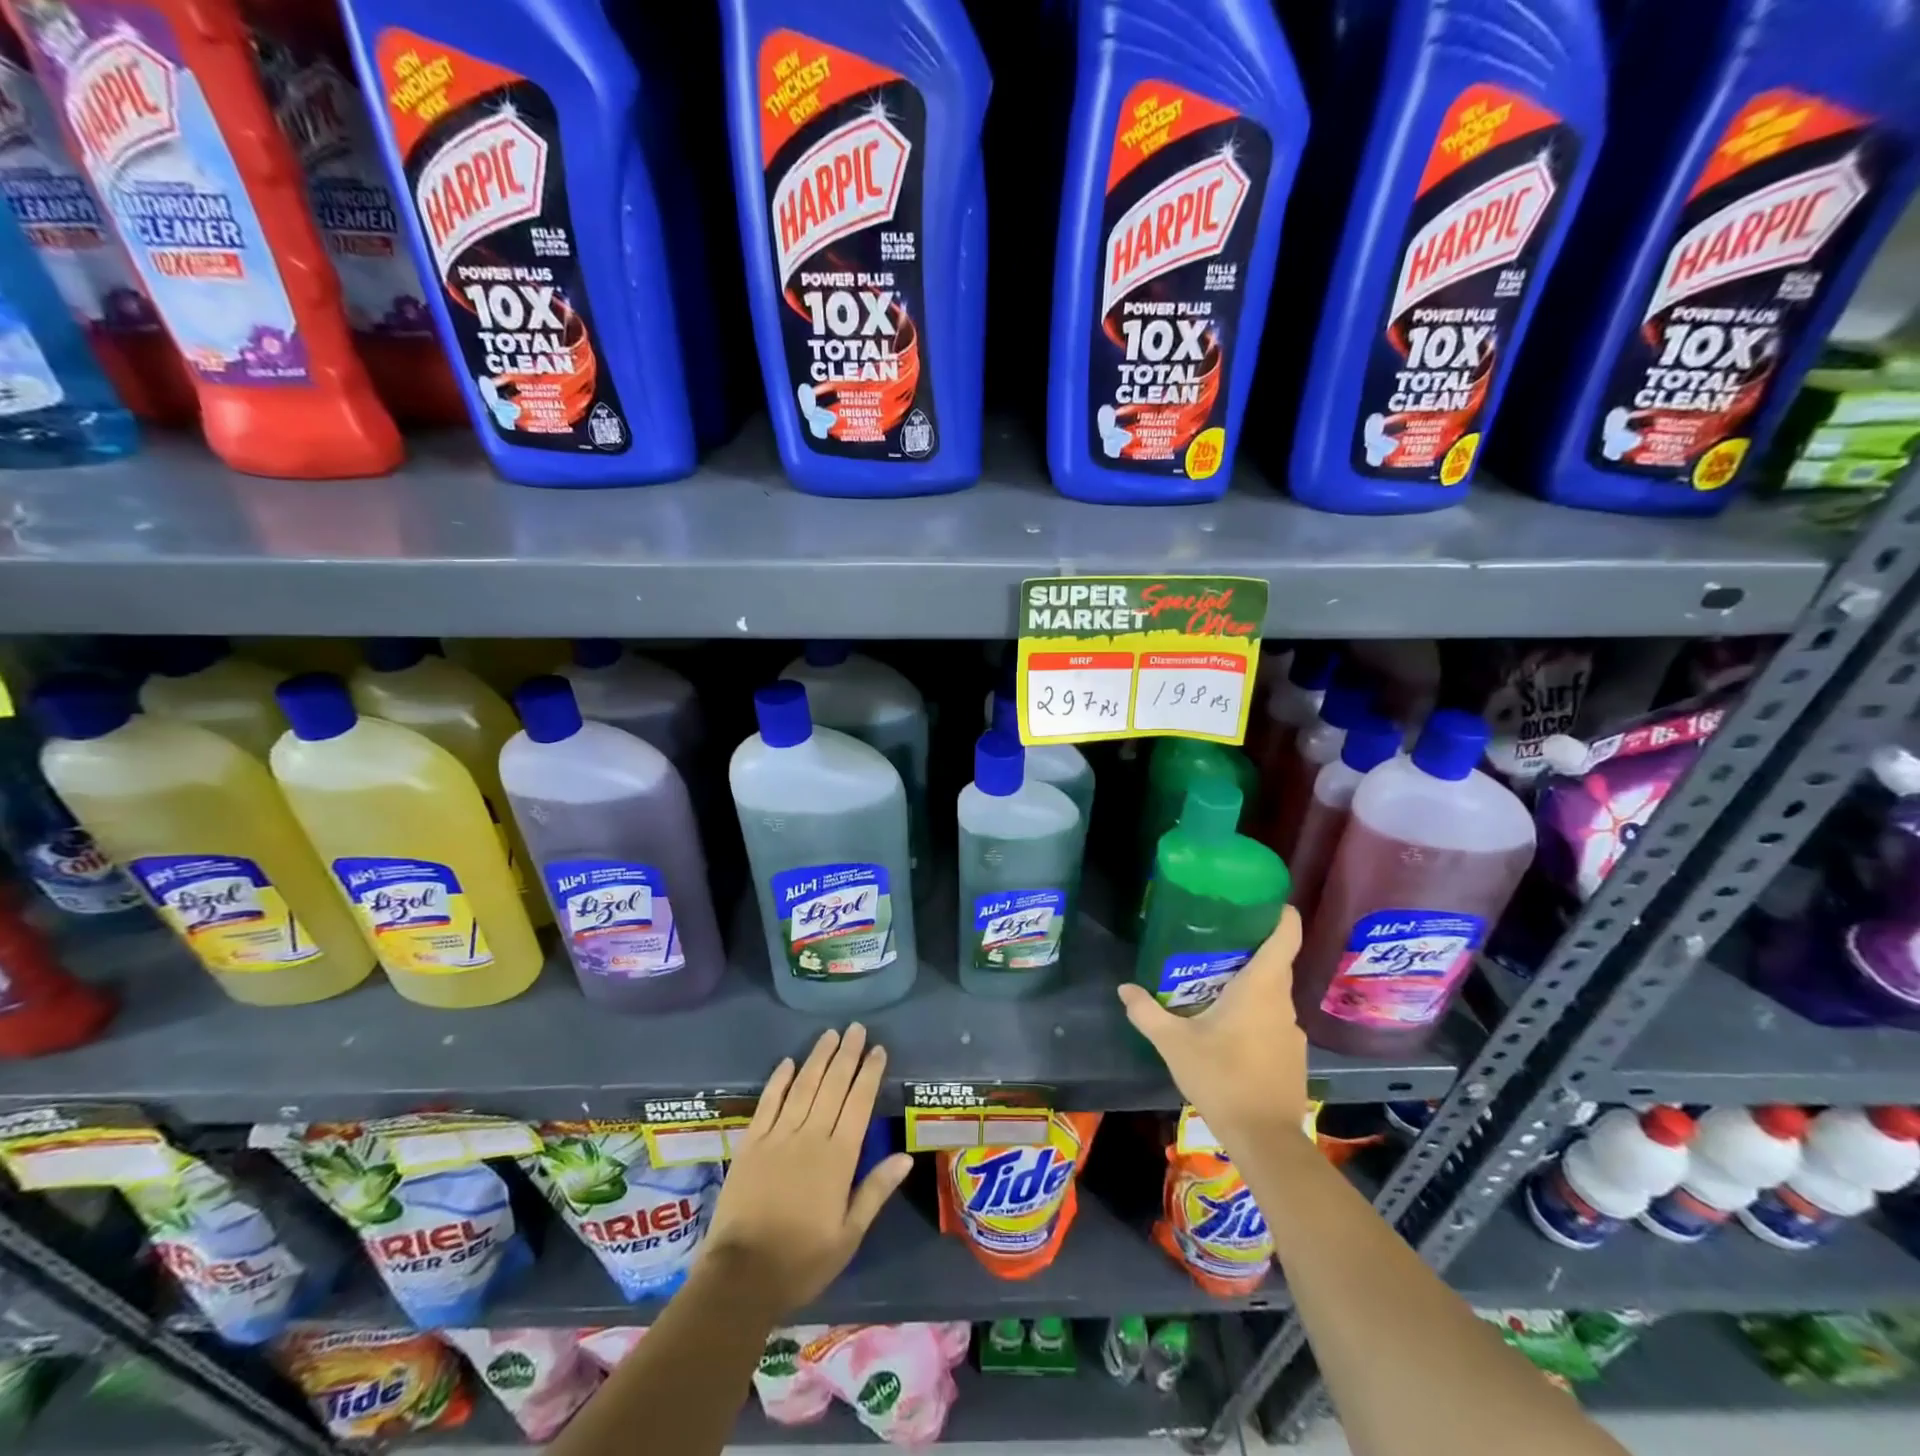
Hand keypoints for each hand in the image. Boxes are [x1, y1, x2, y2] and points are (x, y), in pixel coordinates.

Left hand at [701, 1024, 913, 1318]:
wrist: (741, 1277)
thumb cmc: (802, 1261)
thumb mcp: (848, 1235)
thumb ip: (875, 1191)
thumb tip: (905, 1156)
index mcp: (838, 1158)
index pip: (859, 1104)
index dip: (869, 1074)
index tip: (878, 1049)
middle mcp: (810, 1137)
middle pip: (832, 1086)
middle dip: (847, 1055)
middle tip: (857, 1028)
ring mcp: (778, 1137)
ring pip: (803, 1087)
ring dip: (818, 1058)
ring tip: (830, 1034)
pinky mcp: (751, 1144)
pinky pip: (768, 1103)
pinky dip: (779, 1080)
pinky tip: (788, 1062)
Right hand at [1117, 907, 1309, 1146]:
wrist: (1264, 1139)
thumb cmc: (1221, 1078)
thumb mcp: (1174, 1044)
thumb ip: (1147, 1012)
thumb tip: (1124, 988)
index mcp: (1261, 987)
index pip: (1286, 935)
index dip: (1280, 913)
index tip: (1261, 899)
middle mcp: (1282, 1002)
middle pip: (1275, 962)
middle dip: (1249, 948)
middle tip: (1213, 940)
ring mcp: (1292, 1030)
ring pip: (1272, 994)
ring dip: (1249, 984)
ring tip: (1214, 982)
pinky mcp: (1292, 1055)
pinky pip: (1273, 1019)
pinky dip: (1254, 1013)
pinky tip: (1228, 1028)